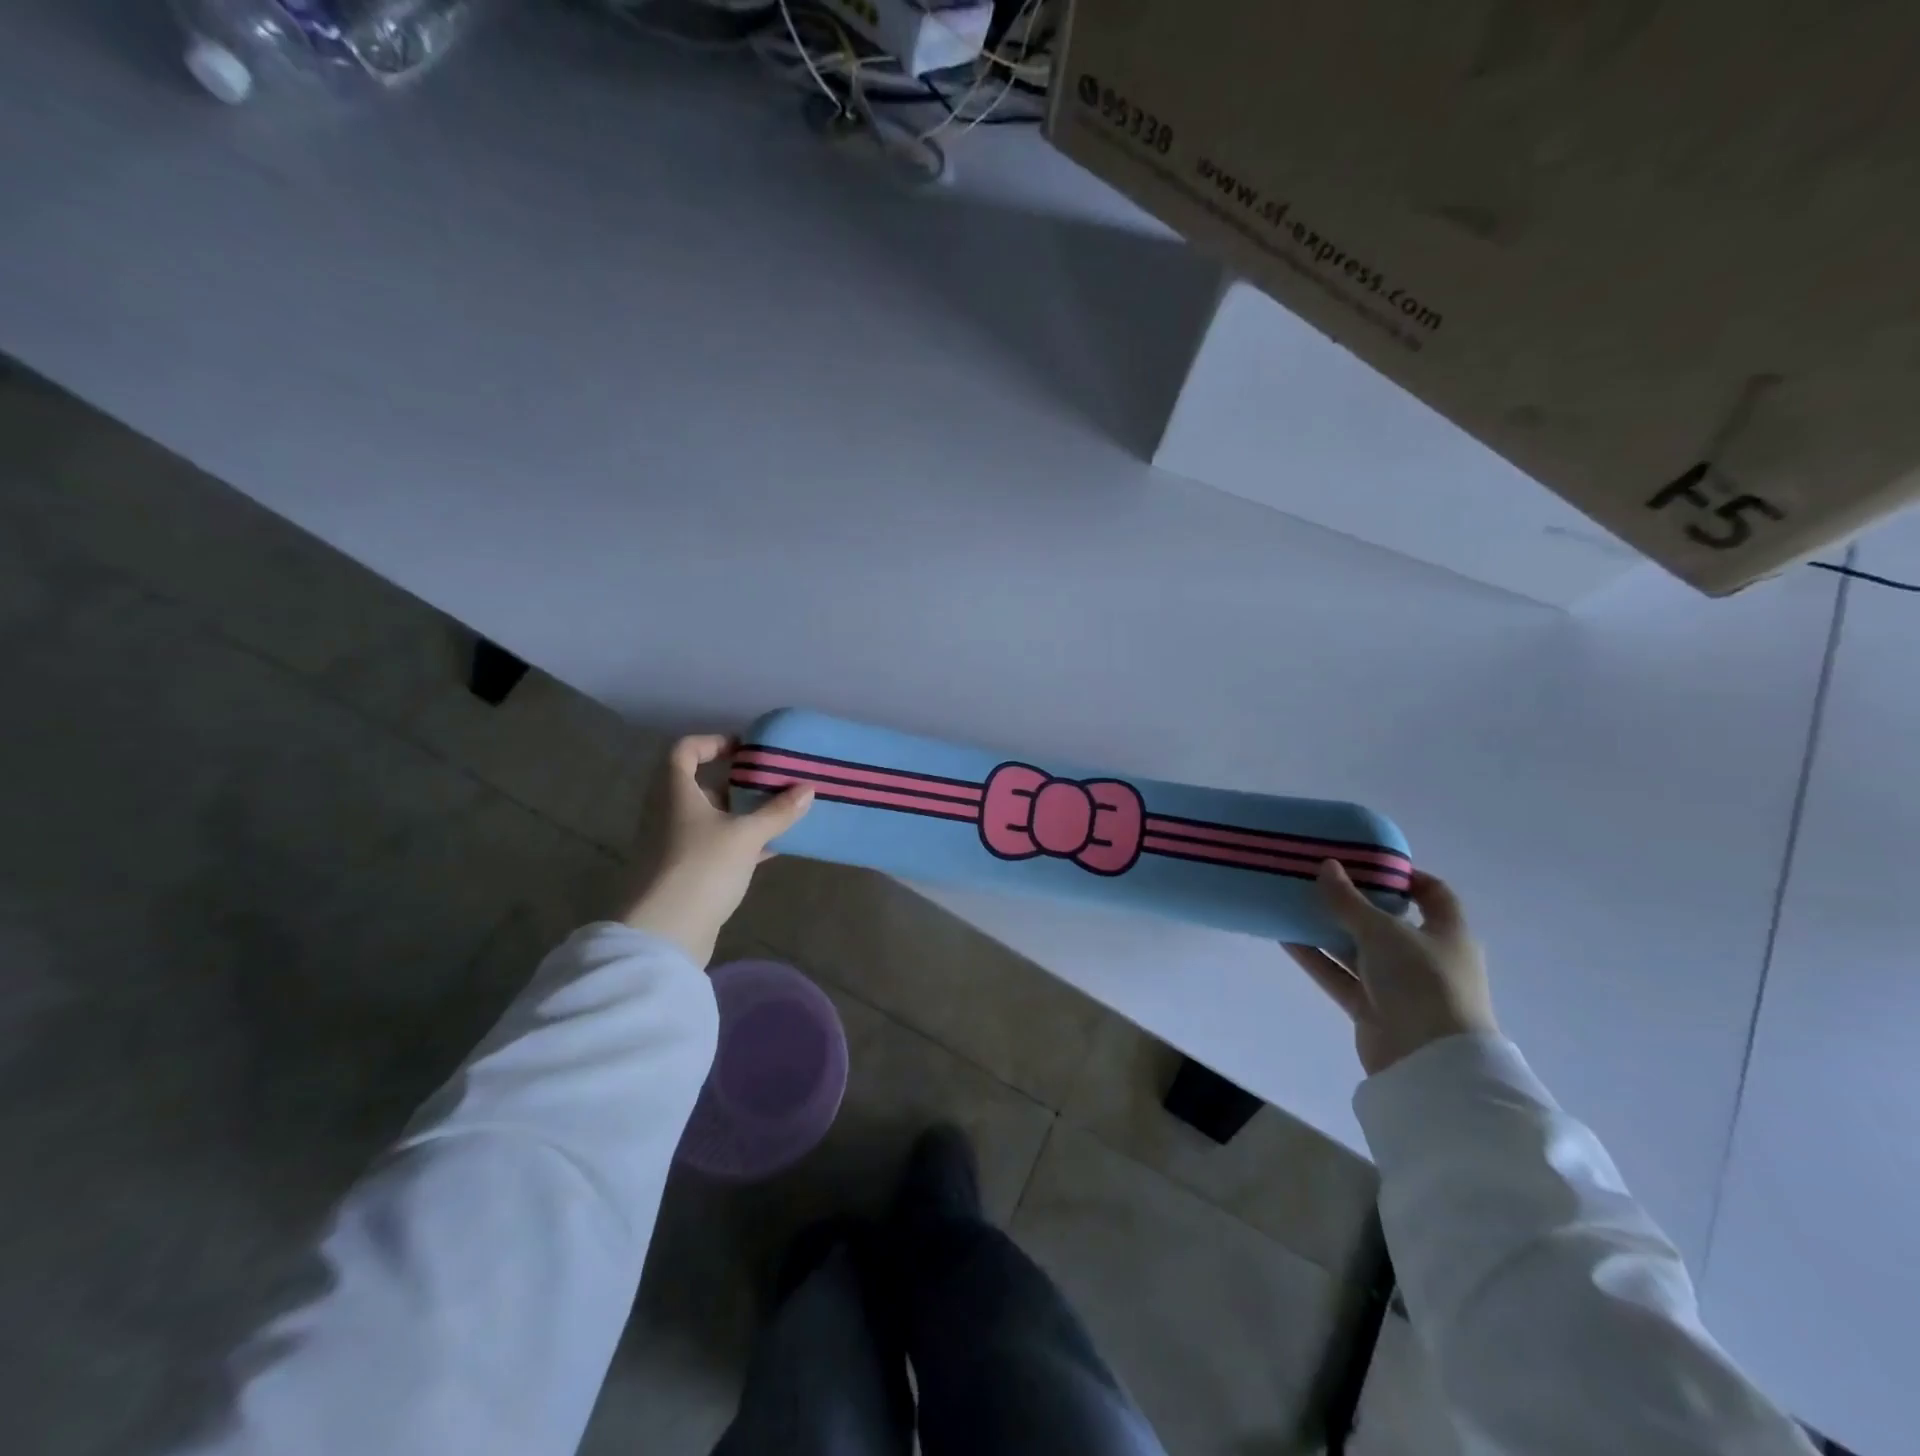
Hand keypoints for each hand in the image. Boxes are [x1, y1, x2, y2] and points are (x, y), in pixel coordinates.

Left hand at [618, 735, 812, 965]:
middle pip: (700, 784)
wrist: (664, 934)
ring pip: (710, 818)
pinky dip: (740, 842)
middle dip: (736, 781)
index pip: (684, 750)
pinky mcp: (684, 873)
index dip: (713, 742)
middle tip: (771, 781)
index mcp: (675, 792)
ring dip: (741, 813)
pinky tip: (771, 849)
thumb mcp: (746, 835)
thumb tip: (807, 789)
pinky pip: (715, 846)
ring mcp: (674, 845)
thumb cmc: (701, 868)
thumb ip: (777, 811)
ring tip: (779, 812)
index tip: (745, 749)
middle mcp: (669, 813)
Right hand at [1285, 862, 1497, 1076]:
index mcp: (1447, 933)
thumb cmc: (1422, 981)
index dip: (1403, 876)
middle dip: (1353, 902)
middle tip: (1318, 880)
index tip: (1365, 861)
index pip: (1432, 894)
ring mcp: (1399, 986)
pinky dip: (1317, 958)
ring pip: (1358, 950)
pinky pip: (1340, 976)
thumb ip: (1349, 900)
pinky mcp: (1373, 1009)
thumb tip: (1327, 866)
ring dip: (1328, 930)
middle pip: (1387, 922)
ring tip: (1292, 904)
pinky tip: (1286, 938)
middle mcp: (1425, 957)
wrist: (1429, 1060)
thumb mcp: (1383, 931)